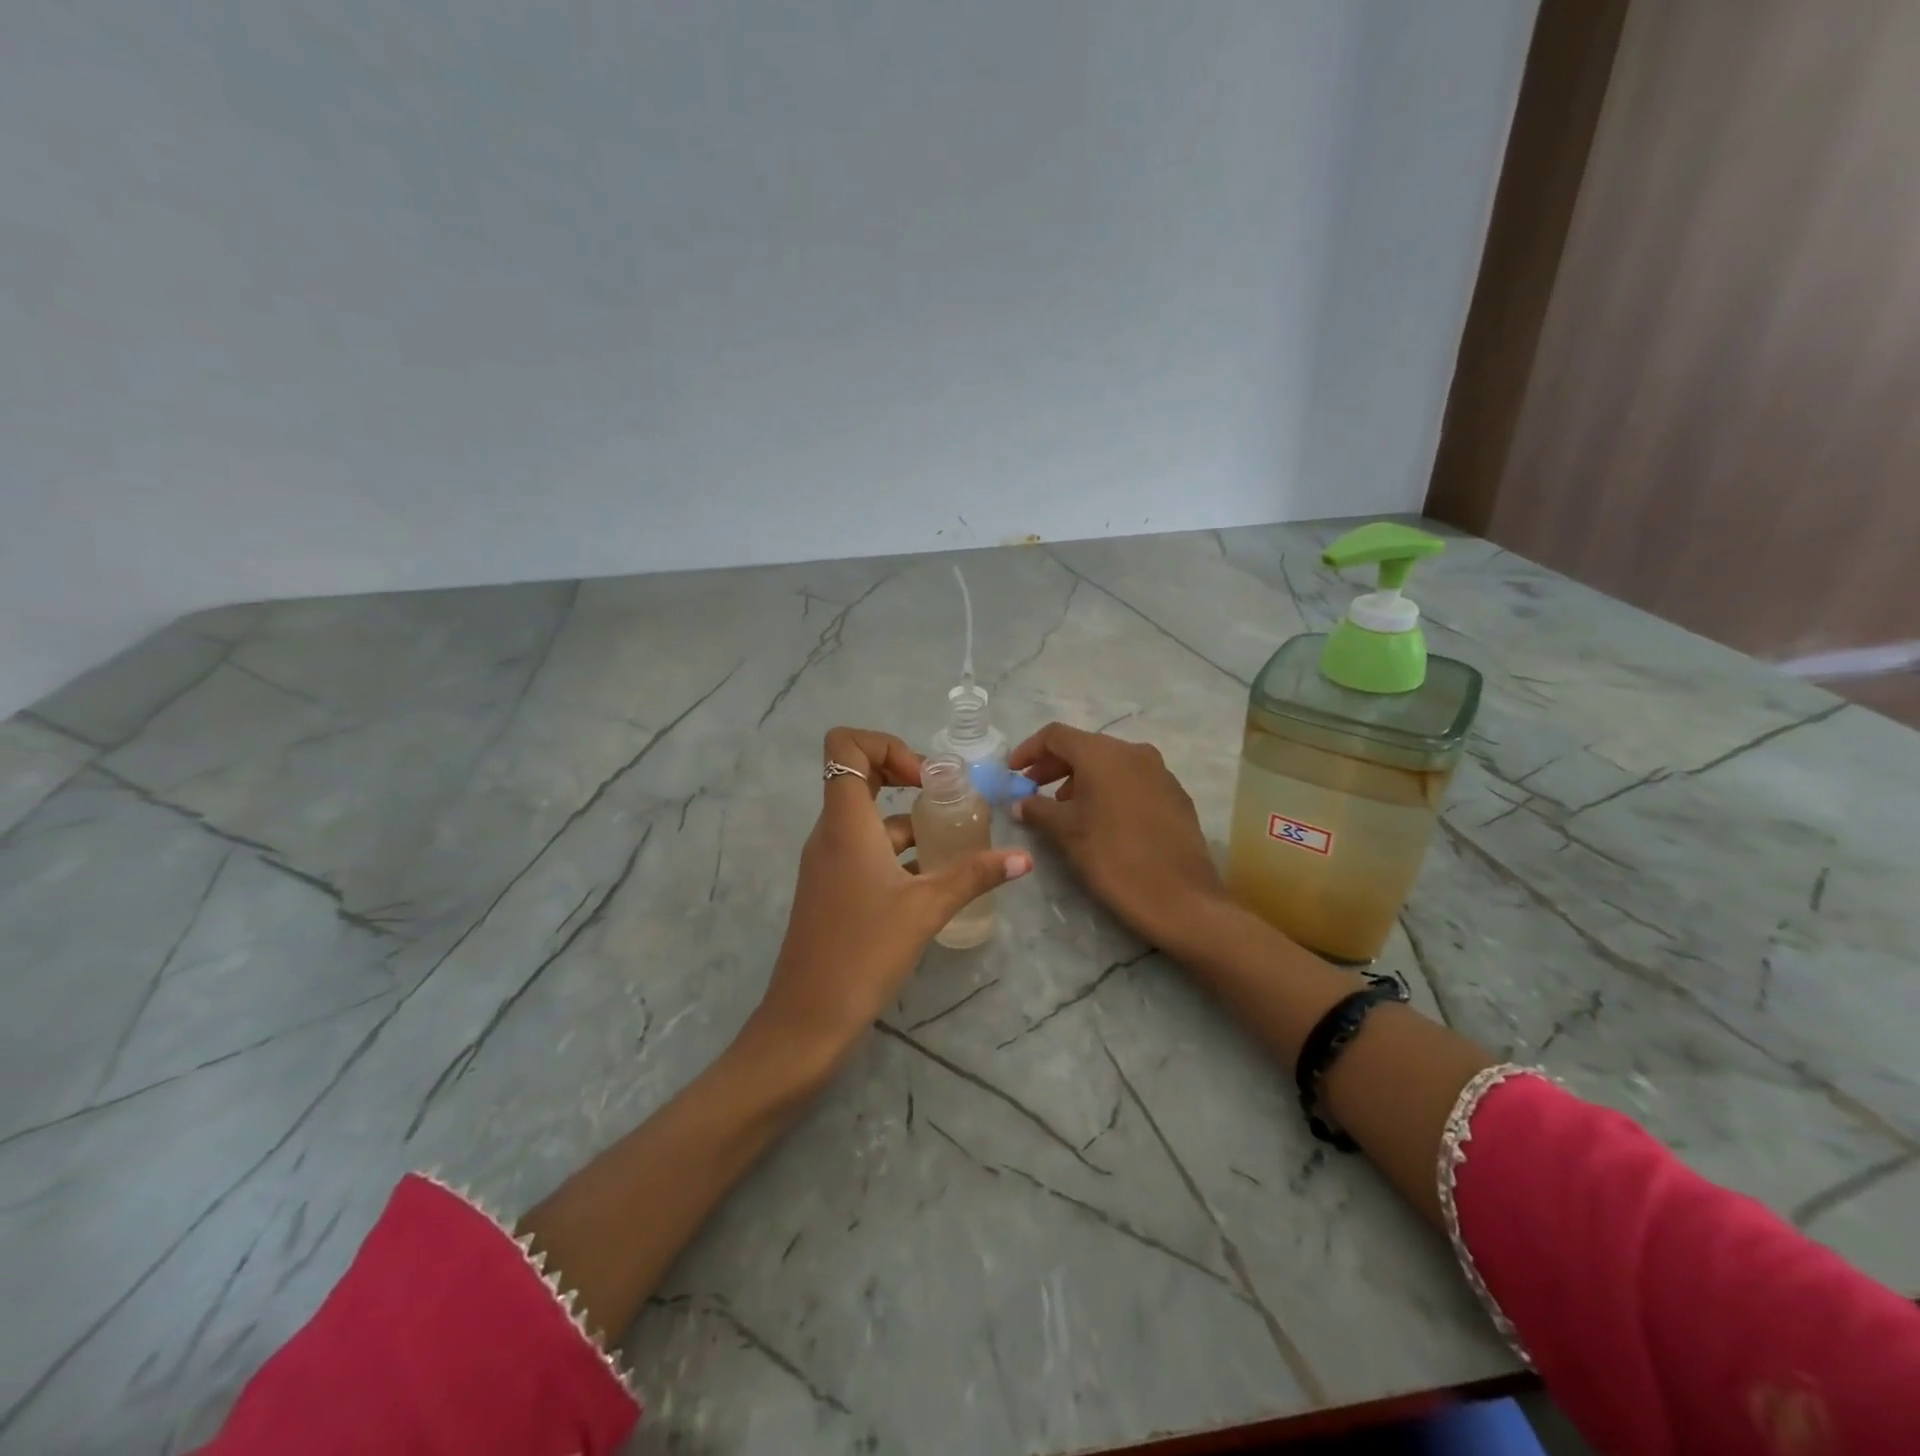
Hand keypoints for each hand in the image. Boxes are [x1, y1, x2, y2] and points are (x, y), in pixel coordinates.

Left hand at [748, 728, 1031, 1066]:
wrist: (808, 1018)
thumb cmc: (864, 951)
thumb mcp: (927, 908)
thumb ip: (975, 875)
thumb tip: (1025, 858)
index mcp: (845, 822)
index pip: (845, 746)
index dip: (886, 746)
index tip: (925, 780)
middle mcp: (830, 832)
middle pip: (858, 775)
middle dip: (904, 775)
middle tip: (945, 799)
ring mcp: (827, 861)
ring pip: (867, 818)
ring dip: (908, 820)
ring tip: (953, 842)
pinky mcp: (832, 888)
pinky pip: (864, 849)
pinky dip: (897, 851)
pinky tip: (932, 879)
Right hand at [1009, 722, 1228, 957]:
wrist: (1181, 898)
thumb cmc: (1114, 858)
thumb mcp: (1067, 832)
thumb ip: (1037, 809)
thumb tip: (1019, 803)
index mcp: (1103, 753)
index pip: (1056, 735)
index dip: (1029, 750)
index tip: (1012, 772)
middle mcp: (1133, 752)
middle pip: (1084, 747)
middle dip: (1053, 766)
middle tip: (1031, 790)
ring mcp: (1159, 771)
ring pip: (1110, 764)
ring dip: (1081, 779)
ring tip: (1063, 809)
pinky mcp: (1175, 794)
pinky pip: (1132, 780)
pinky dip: (1108, 789)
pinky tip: (1100, 819)